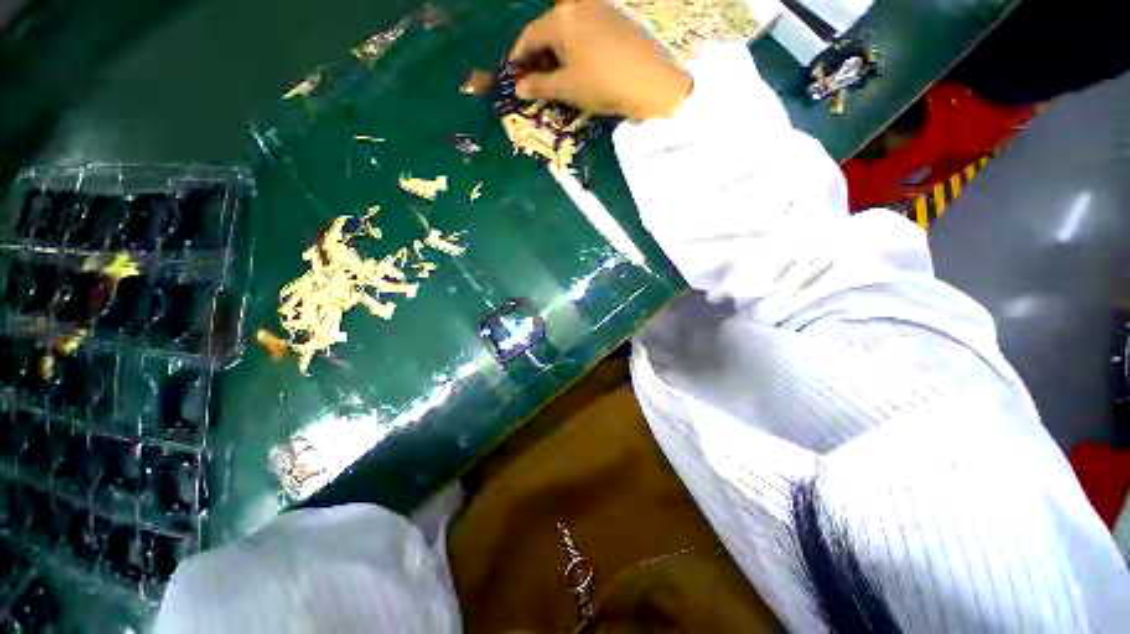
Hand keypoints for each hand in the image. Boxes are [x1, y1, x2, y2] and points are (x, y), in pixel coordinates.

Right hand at [510, 0, 691, 120]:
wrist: (649, 81)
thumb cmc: (601, 84)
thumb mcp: (566, 88)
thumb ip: (539, 85)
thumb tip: (519, 88)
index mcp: (561, 17)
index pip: (530, 34)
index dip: (519, 56)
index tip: (514, 74)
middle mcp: (579, 5)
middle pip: (549, 29)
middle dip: (538, 55)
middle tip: (534, 78)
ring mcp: (600, 9)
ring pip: (568, 30)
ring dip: (557, 52)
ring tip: (555, 76)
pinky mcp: (616, 19)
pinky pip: (585, 31)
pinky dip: (575, 48)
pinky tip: (578, 65)